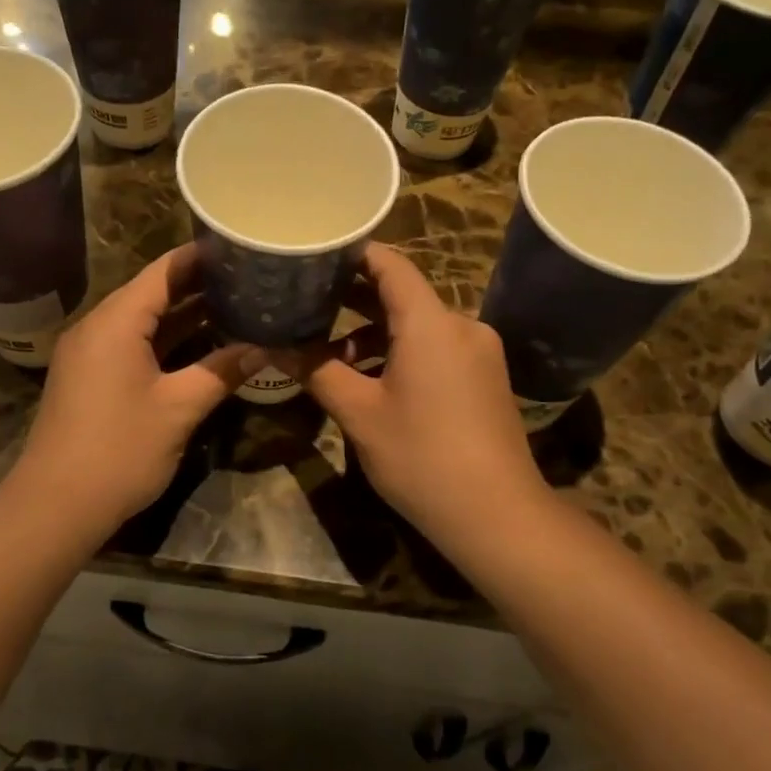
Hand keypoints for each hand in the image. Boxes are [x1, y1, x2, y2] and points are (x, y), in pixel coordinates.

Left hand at [10, 244, 263, 530]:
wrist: (55, 505)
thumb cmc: (119, 450)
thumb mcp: (179, 409)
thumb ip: (221, 371)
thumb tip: (263, 347)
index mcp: (116, 321)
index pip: (164, 271)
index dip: (202, 256)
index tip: (240, 247)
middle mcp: (98, 326)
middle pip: (152, 292)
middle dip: (199, 285)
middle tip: (247, 277)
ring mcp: (90, 353)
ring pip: (143, 321)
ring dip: (184, 314)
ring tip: (235, 304)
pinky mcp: (90, 377)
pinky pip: (132, 344)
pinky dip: (165, 340)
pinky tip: (200, 344)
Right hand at [287, 244, 548, 545]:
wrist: (497, 516)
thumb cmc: (421, 456)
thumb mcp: (359, 414)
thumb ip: (316, 371)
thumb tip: (273, 348)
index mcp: (431, 322)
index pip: (390, 265)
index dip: (352, 254)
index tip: (315, 254)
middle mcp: (461, 325)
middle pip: (403, 294)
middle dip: (354, 298)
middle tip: (307, 300)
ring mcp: (479, 352)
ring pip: (419, 326)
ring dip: (375, 333)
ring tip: (328, 351)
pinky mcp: (485, 378)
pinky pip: (437, 348)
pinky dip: (402, 352)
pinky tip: (371, 378)